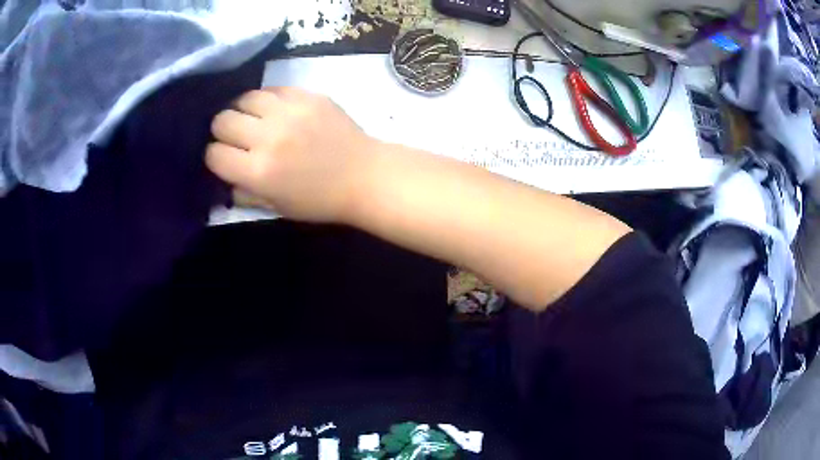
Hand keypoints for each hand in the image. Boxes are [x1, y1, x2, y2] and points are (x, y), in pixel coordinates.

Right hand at [206, 87, 375, 222]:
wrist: (364, 175)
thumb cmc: (319, 200)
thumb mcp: (276, 206)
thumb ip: (244, 191)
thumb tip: (223, 174)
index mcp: (259, 172)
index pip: (214, 154)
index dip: (214, 157)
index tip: (224, 158)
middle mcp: (269, 137)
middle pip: (222, 120)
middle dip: (222, 131)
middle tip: (236, 137)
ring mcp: (289, 111)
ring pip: (244, 98)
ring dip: (242, 111)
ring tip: (254, 120)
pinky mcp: (307, 95)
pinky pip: (271, 89)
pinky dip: (267, 100)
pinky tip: (275, 111)